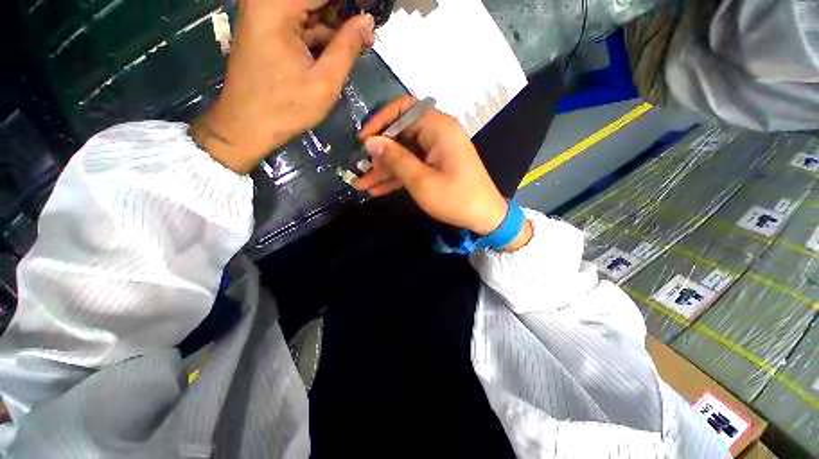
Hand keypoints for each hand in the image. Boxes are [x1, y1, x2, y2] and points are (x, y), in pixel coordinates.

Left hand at [191, 0, 374, 173]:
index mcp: (276, 6)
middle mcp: (266, 2)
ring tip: (361, 41)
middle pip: (314, 0)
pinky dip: (320, 32)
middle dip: (343, 13)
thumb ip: (347, 47)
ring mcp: (264, 13)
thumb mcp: (325, 81)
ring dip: (334, 24)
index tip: (370, 17)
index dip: (350, 5)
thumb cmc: (287, 107)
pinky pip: (299, 21)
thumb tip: (367, 21)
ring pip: (308, 9)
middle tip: (368, 31)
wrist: (247, 125)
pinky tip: (340, 46)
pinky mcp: (266, 27)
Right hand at [354, 96, 531, 249]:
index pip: (403, 110)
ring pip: (405, 153)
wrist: (485, 217)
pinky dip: (398, 176)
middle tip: (359, 169)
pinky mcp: (437, 165)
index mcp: (438, 128)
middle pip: (401, 134)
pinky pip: (413, 165)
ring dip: (385, 169)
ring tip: (362, 184)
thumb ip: (395, 159)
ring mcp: (437, 151)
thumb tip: (371, 142)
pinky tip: (378, 189)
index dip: (379, 122)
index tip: (362, 141)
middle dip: (379, 154)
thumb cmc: (455, 199)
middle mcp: (438, 133)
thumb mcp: (421, 181)